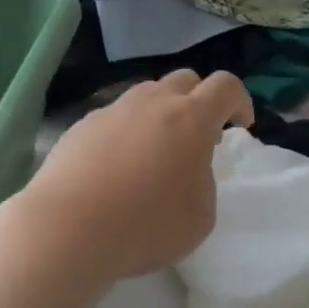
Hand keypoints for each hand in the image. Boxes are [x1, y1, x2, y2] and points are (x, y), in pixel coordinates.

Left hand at [12, 70, 254, 282]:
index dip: (240, 101)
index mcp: (191, 118)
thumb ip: (204, 180)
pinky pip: (116, 117)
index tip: (240, 126)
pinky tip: (117, 166)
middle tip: (198, 138)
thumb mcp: (201, 216)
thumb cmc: (146, 225)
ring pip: (147, 95)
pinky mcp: (83, 125)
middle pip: (185, 80)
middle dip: (199, 101)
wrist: (68, 228)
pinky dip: (127, 131)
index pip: (226, 86)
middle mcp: (153, 102)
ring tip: (155, 152)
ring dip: (161, 113)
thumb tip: (188, 166)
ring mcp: (114, 110)